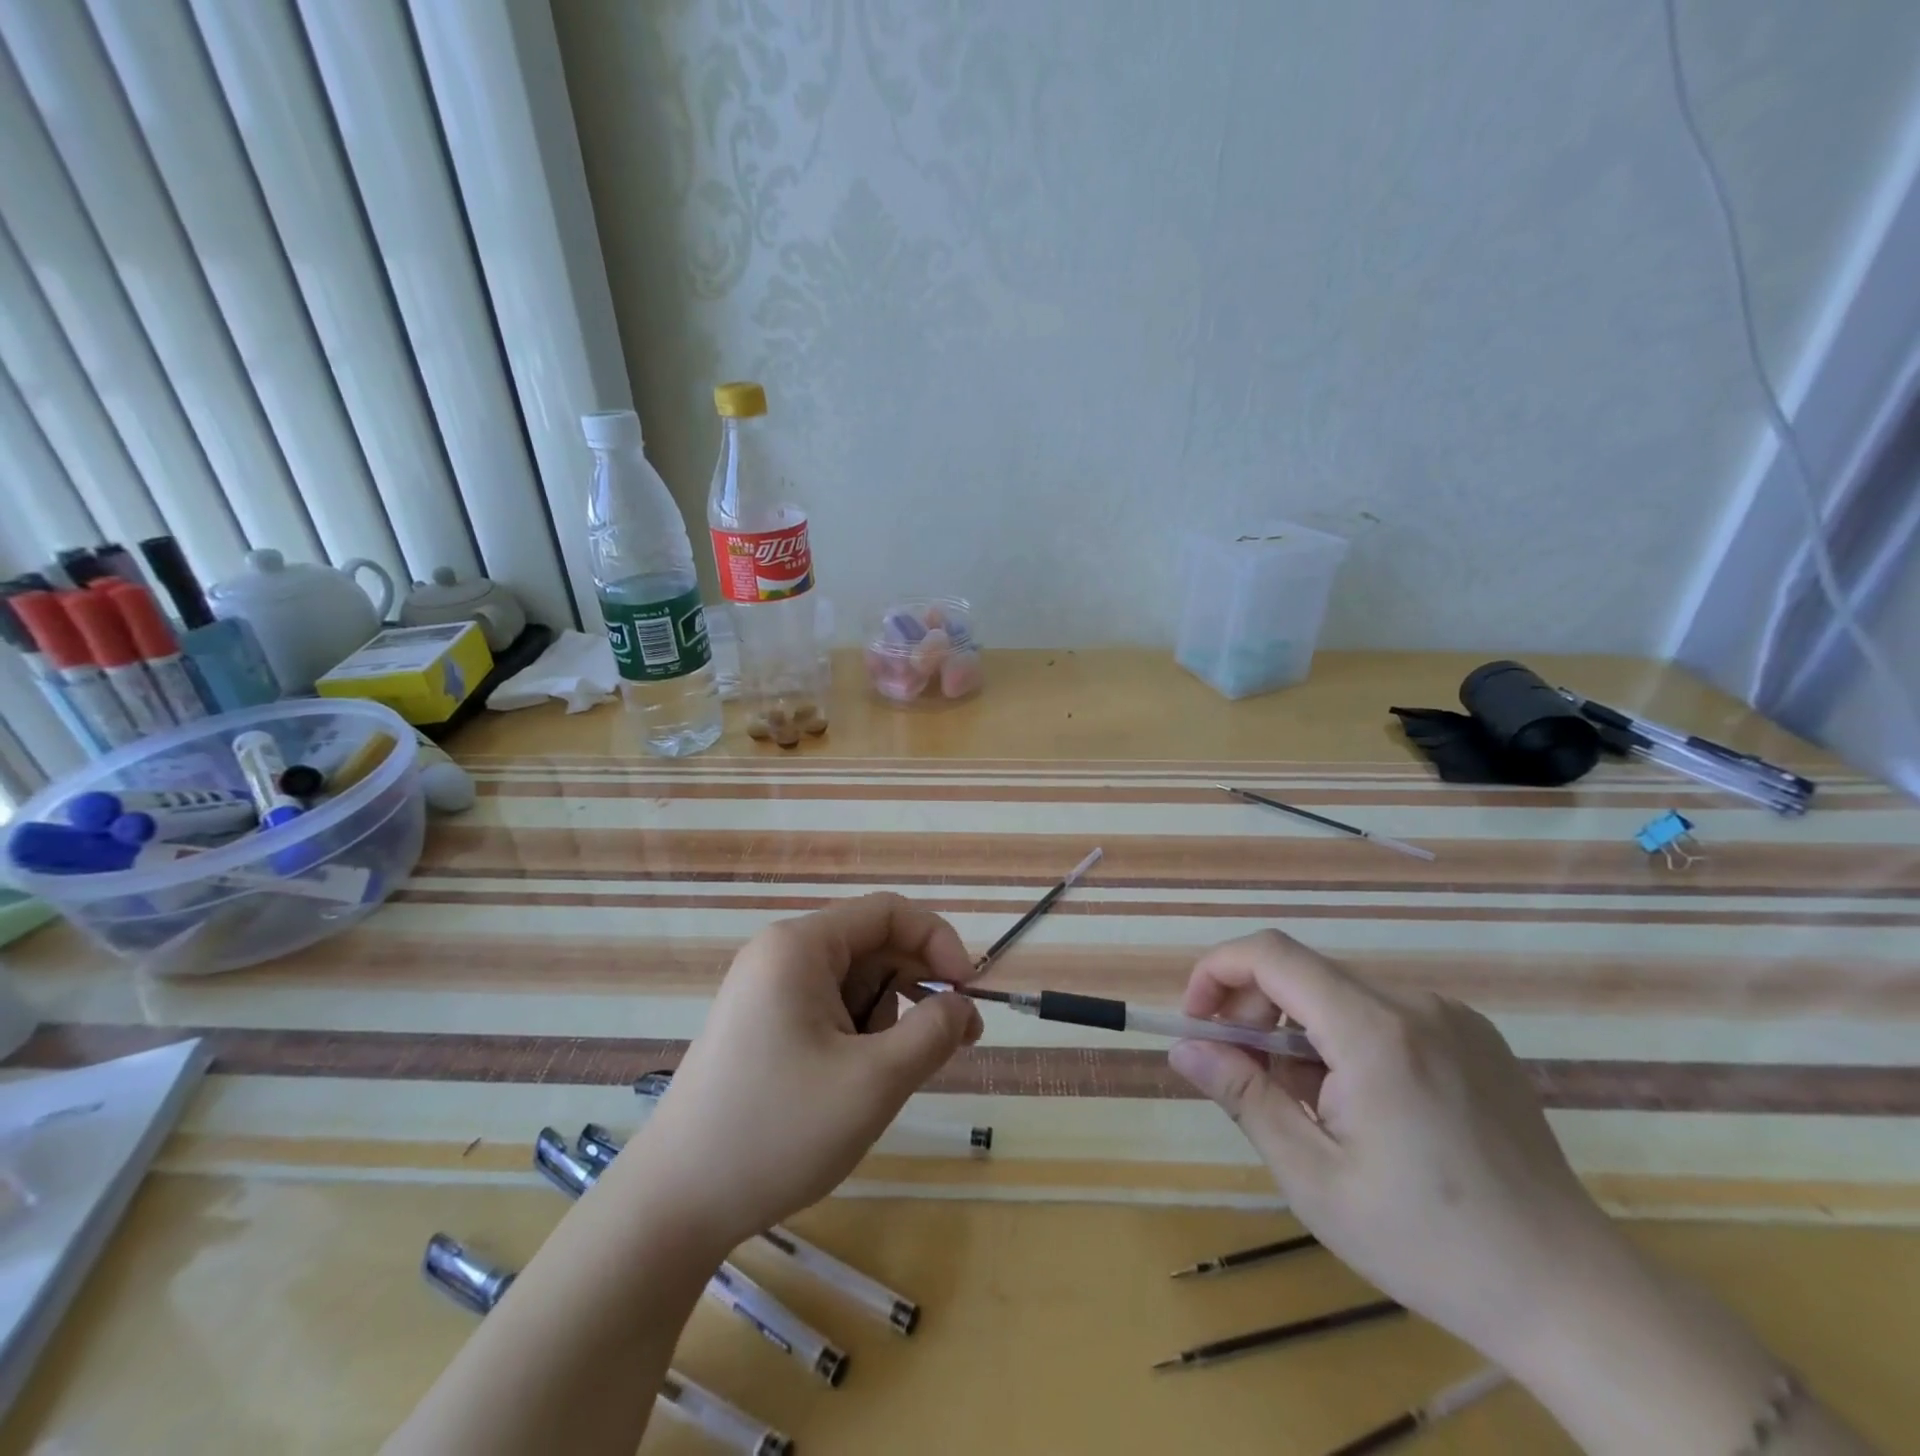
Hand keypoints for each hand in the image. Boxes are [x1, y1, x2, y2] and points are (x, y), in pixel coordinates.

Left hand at [619, 893, 982, 1253]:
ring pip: (855, 982)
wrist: (676, 1204)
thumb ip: (933, 1033)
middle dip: (918, 987)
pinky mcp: (762, 1024)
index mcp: (801, 946)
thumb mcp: (874, 1082)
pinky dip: (860, 1035)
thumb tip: (963, 1006)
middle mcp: (781, 955)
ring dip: (890, 1018)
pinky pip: (830, 1009)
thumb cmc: (779, 1131)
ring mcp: (767, 990)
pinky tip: (859, 1082)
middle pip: (872, 945)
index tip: (968, 994)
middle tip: (955, 1042)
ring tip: (893, 1074)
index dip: (938, 943)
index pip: (889, 913)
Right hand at [1167, 929, 1638, 1375]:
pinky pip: (1383, 1014)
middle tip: (1244, 1076)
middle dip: (1255, 1012)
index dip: (1217, 971)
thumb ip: (1243, 1096)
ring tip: (1309, 1106)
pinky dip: (1345, 1041)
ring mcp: (1452, 1017)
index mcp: (1374, 1031)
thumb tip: (1183, 1048)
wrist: (1573, 1295)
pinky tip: (1362, 1106)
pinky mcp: (1474, 1037)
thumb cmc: (1428, 1242)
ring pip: (1340, 995)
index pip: (1271, 954)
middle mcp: (1414, 1004)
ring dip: (1300, 1033)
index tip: (1196, 1022)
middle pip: (1303, 973)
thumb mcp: (1313, 1177)